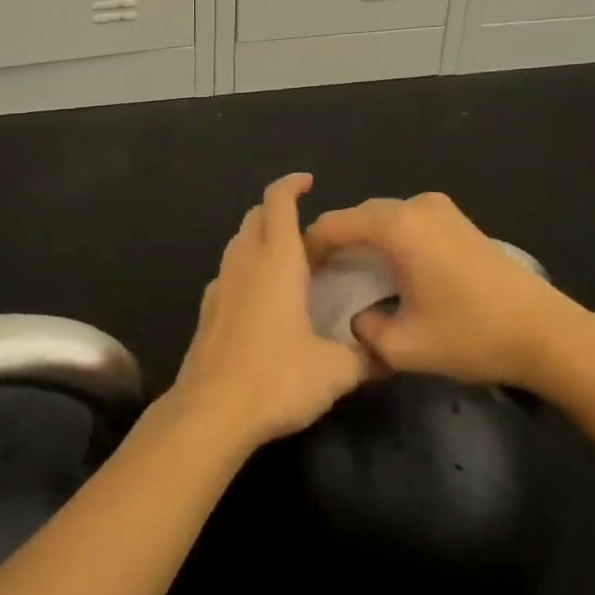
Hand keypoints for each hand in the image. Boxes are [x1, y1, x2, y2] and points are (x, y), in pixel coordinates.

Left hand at [167, 173, 371, 453]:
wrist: (212, 411)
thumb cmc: (277, 378)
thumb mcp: (334, 371)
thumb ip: (363, 357)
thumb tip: (386, 354)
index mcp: (277, 259)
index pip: (278, 200)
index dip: (292, 184)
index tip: (309, 183)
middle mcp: (245, 260)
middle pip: (256, 215)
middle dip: (279, 211)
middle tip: (309, 233)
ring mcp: (221, 283)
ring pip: (239, 242)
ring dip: (261, 239)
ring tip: (289, 263)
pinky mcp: (207, 309)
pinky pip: (229, 272)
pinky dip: (247, 270)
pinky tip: (263, 300)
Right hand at [304, 191, 585, 389]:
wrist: (546, 333)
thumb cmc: (472, 335)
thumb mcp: (406, 347)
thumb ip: (366, 331)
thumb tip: (358, 319)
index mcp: (396, 226)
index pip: (335, 224)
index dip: (311, 247)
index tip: (299, 275)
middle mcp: (414, 205)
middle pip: (359, 216)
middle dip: (337, 242)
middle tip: (324, 279)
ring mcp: (440, 208)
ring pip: (384, 217)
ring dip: (366, 240)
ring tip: (356, 276)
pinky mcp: (458, 219)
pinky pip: (409, 221)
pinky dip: (392, 238)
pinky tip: (395, 271)